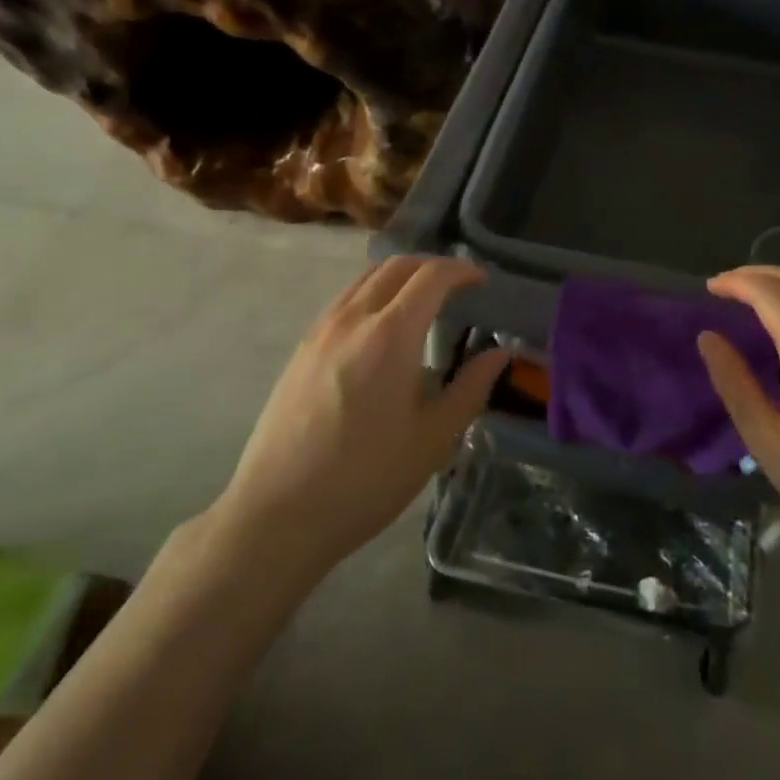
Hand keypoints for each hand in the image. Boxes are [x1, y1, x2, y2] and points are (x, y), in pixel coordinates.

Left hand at [213, 257, 505, 577]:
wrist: (278, 514)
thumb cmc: (366, 479)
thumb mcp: (433, 439)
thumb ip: (471, 388)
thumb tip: (501, 353)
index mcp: (391, 334)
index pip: (432, 275)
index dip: (462, 270)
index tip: (482, 281)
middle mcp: (354, 317)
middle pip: (398, 265)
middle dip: (432, 266)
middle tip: (457, 287)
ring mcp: (322, 329)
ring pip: (367, 277)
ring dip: (400, 276)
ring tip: (422, 302)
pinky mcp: (302, 347)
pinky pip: (345, 299)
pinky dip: (373, 293)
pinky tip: (381, 328)